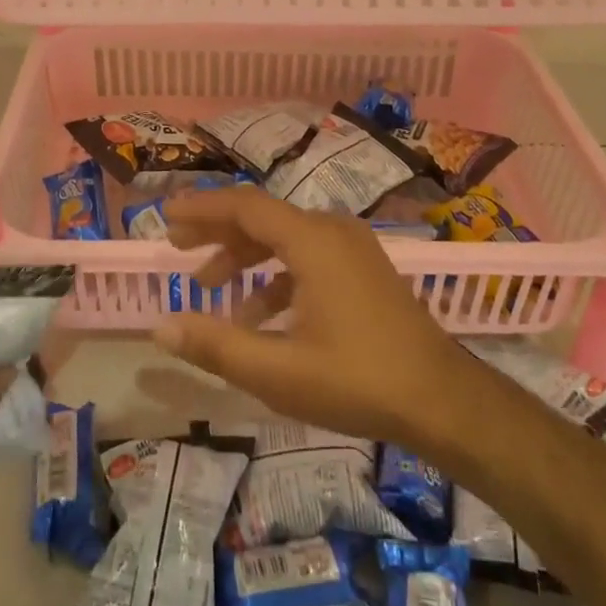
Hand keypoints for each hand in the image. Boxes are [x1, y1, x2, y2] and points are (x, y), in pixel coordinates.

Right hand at [154, 187, 480, 452]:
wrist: (444, 400)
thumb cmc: (358, 380)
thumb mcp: (278, 371)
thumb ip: (215, 345)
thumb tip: (161, 327)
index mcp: (311, 240)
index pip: (243, 206)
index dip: (201, 207)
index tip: (165, 215)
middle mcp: (331, 230)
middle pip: (261, 217)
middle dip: (217, 231)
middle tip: (177, 247)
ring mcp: (352, 247)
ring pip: (284, 238)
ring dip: (245, 258)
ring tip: (211, 289)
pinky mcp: (363, 268)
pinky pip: (308, 257)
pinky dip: (276, 277)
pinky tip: (259, 317)